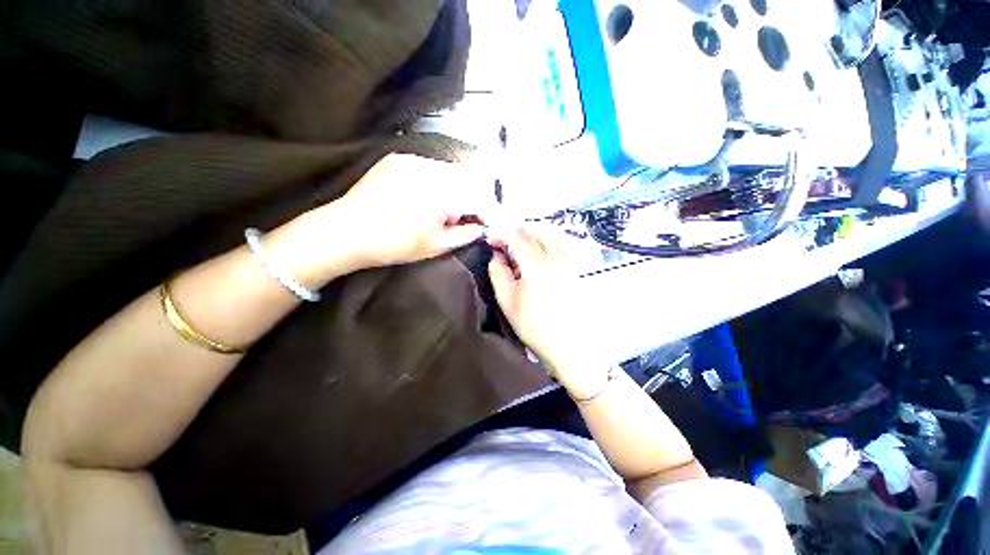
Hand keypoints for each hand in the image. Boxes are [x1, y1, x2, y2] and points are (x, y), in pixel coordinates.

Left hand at [324, 154, 490, 267]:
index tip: (486, 222)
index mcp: (441, 194)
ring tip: (440, 208)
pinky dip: (436, 180)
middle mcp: (430, 169)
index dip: (487, 210)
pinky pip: (429, 165)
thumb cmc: (393, 244)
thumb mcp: (434, 246)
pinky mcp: (398, 158)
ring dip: (455, 187)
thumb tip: (482, 227)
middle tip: (463, 217)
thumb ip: (464, 235)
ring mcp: (412, 160)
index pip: (478, 196)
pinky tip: (423, 196)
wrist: (345, 231)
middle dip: (472, 197)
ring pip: (449, 170)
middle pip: (467, 177)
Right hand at [488, 226, 607, 396]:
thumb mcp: (507, 302)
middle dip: (519, 233)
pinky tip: (544, 255)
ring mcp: (572, 261)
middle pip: (536, 231)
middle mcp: (557, 257)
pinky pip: (564, 244)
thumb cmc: (535, 326)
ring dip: (535, 236)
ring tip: (525, 249)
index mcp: (536, 265)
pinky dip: (550, 242)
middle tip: (508, 245)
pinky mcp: (581, 268)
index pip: (517, 237)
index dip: (502, 234)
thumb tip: (496, 255)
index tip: (492, 242)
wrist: (571, 345)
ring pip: (552, 235)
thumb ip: (498, 274)